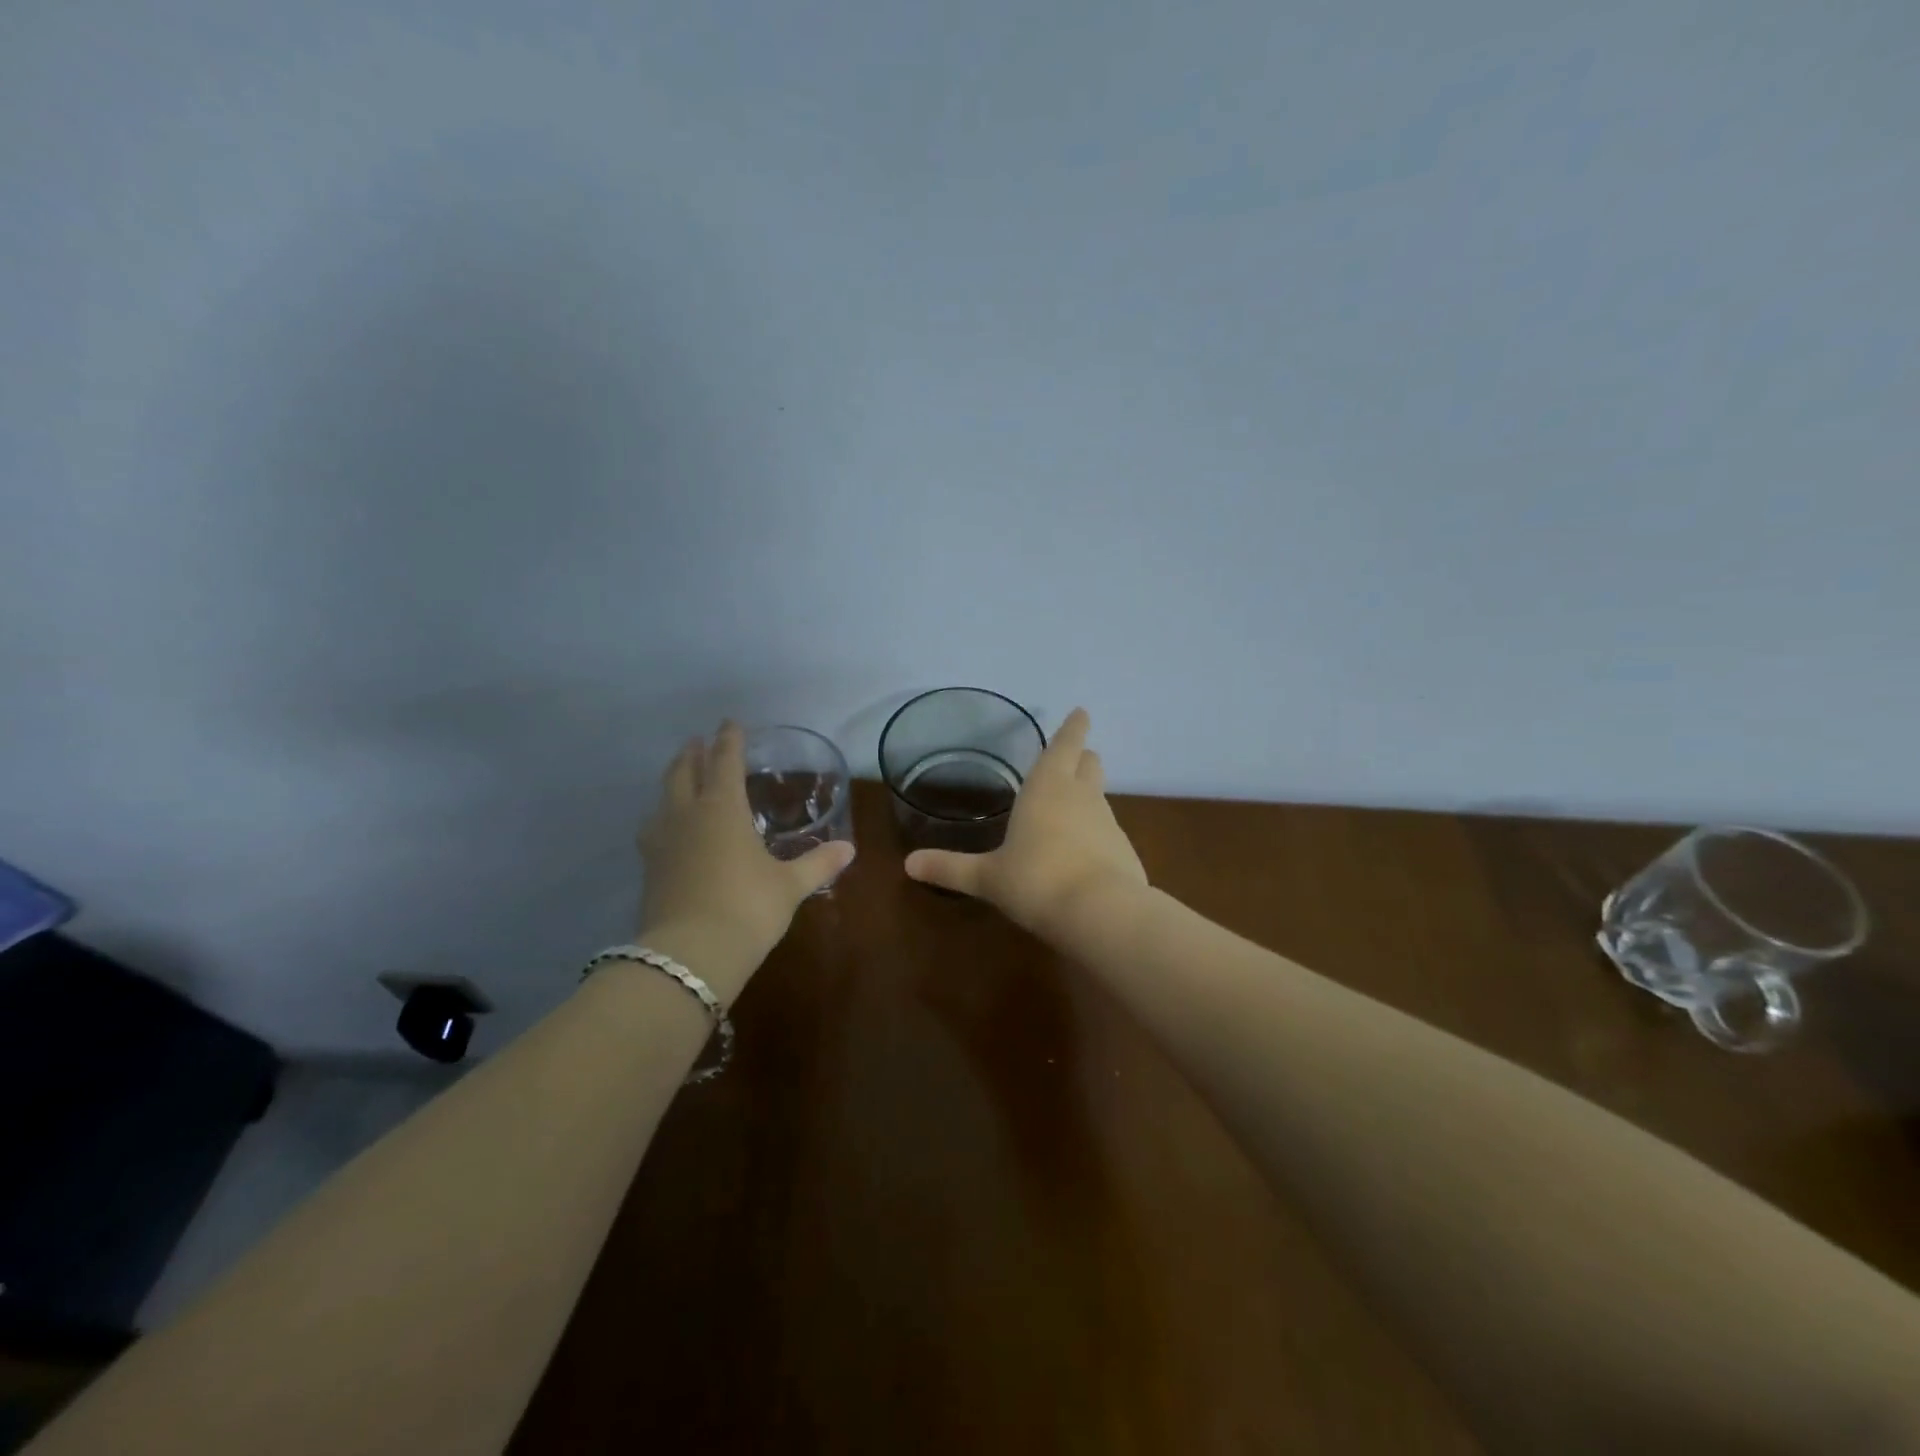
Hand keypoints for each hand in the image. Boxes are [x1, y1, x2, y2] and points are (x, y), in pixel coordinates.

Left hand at [638, 721, 854, 1000]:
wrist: (689, 956)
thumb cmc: (747, 908)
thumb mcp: (789, 886)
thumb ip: (817, 864)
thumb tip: (849, 849)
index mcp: (722, 808)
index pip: (724, 761)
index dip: (729, 740)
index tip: (731, 723)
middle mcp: (687, 815)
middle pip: (683, 772)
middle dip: (692, 754)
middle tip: (698, 741)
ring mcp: (662, 842)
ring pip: (663, 798)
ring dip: (673, 781)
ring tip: (681, 778)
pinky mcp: (649, 869)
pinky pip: (654, 828)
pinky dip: (663, 816)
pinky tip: (668, 829)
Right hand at [904, 708, 1147, 937]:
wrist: (1100, 913)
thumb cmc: (1035, 881)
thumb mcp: (988, 877)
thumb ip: (951, 868)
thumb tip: (908, 865)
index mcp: (1047, 787)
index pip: (1064, 744)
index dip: (1073, 727)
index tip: (1081, 712)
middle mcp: (1081, 796)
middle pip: (1089, 763)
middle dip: (1081, 756)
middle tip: (1073, 756)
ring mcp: (1108, 822)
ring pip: (1100, 795)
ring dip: (1088, 794)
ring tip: (1071, 805)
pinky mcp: (1125, 850)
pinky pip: (1108, 830)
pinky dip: (1096, 832)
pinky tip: (1084, 852)